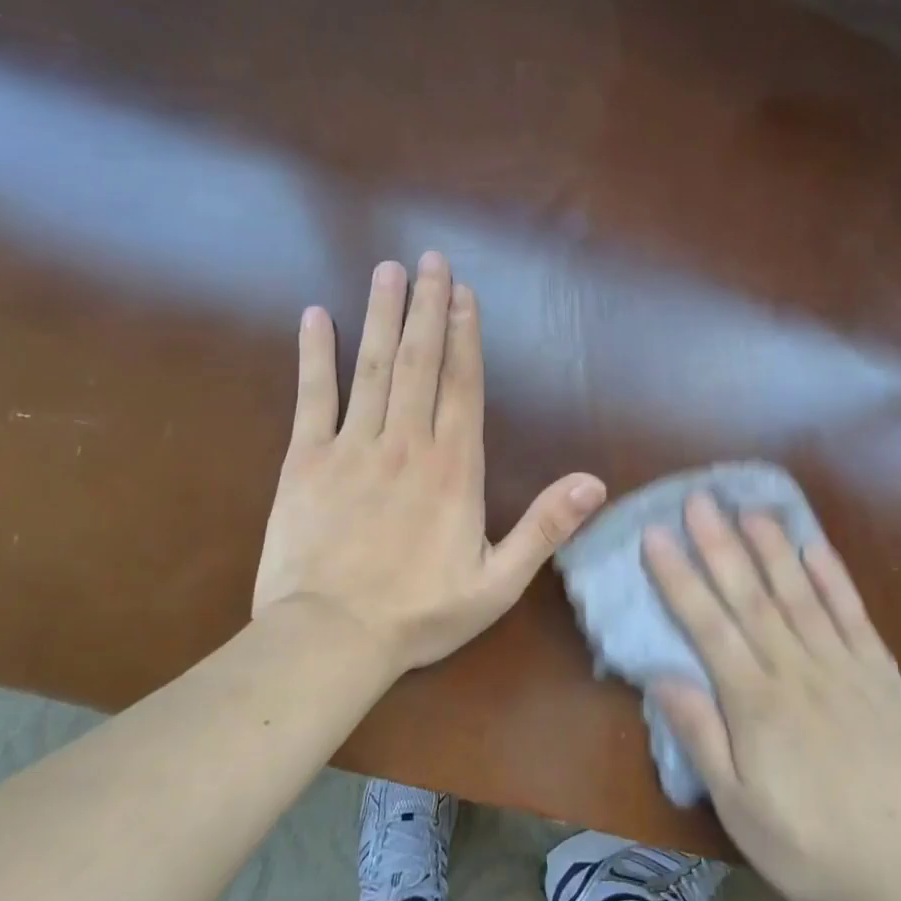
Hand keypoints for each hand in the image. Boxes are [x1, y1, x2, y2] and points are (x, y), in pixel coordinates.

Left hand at [253, 252, 606, 676]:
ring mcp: (353, 447)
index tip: (463, 292)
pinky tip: (316, 317)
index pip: (462, 385)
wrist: (329, 640)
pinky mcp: (305, 461)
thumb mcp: (498, 582)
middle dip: (426, 307)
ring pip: (372, 367)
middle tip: (430, 260)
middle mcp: (406, 443)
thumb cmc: (419, 613)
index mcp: (453, 468)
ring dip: (382, 315)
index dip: (465, 335)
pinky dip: (314, 355)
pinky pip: (312, 397)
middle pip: (420, 361)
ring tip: (388, 271)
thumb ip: (545, 527)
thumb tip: (594, 484)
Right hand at [646, 495, 900, 900]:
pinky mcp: (880, 672)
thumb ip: (701, 736)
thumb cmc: (812, 847)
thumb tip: (662, 676)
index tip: (656, 536)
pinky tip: (814, 547)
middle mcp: (796, 668)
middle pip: (750, 595)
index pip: (707, 624)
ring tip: (749, 507)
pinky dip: (833, 576)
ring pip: (798, 592)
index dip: (679, 577)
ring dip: (772, 547)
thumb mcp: (740, 808)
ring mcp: (843, 665)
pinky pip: (852, 613)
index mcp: (755, 701)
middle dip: (720, 544)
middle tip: (699, 499)